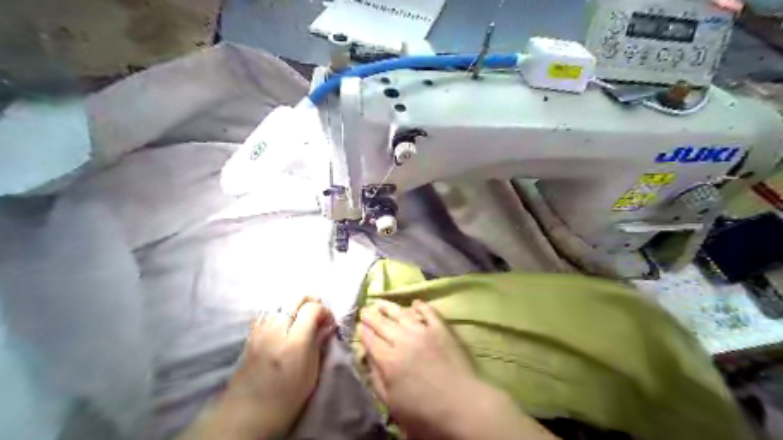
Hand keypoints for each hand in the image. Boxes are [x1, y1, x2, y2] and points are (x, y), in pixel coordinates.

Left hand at [200, 298, 332, 438]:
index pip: (312, 308)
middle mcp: (275, 330)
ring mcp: (260, 330)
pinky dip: (280, 310)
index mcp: (294, 342)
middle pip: (295, 298)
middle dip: (310, 301)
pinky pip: (267, 311)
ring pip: (280, 301)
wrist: (247, 415)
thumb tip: (327, 326)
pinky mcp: (251, 335)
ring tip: (302, 317)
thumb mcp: (311, 374)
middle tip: (318, 314)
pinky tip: (285, 322)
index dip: (324, 311)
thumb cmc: (286, 399)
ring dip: (295, 304)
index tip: (329, 322)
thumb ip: (318, 344)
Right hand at [361, 300, 555, 439]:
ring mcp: (423, 331)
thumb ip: (376, 379)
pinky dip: (420, 306)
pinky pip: (428, 312)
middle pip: (382, 324)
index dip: (363, 331)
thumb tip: (367, 358)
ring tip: (380, 301)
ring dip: (389, 307)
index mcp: (389, 360)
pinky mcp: (441, 329)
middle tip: (365, 309)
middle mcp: (403, 340)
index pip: (371, 340)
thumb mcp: (392, 404)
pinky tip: (414, 303)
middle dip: (371, 315)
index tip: (359, 324)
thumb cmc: (425, 412)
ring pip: (401, 314)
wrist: (463, 405)